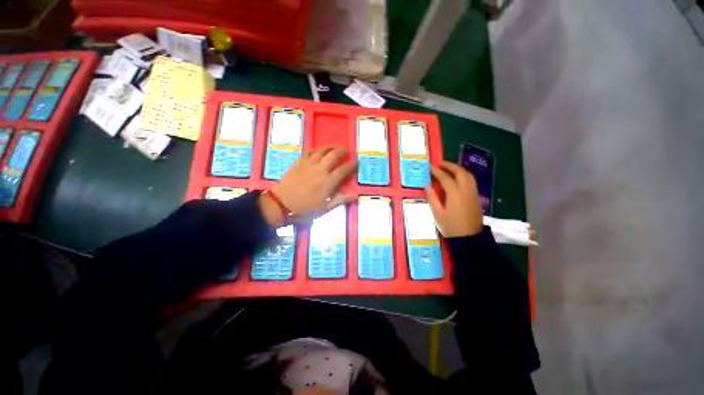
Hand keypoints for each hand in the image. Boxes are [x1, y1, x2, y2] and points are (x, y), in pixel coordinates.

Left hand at [259, 147, 356, 226]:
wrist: (281, 204)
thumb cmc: (305, 209)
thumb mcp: (325, 208)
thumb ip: (340, 200)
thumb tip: (355, 195)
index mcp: (328, 182)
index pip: (344, 169)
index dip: (352, 164)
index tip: (357, 161)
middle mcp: (320, 170)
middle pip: (334, 155)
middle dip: (342, 151)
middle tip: (347, 151)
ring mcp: (309, 164)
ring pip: (322, 150)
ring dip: (330, 147)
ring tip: (335, 147)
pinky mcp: (299, 163)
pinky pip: (309, 152)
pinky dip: (315, 149)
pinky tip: (318, 150)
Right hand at [425, 161, 483, 237]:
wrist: (469, 238)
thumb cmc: (451, 227)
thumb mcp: (437, 214)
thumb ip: (432, 198)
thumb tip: (426, 185)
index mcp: (455, 194)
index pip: (445, 177)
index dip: (436, 171)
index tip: (430, 167)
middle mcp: (466, 190)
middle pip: (460, 172)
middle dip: (449, 166)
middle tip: (439, 164)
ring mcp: (473, 193)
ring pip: (468, 175)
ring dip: (458, 169)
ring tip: (448, 168)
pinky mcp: (476, 197)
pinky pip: (471, 180)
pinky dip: (463, 175)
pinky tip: (457, 178)